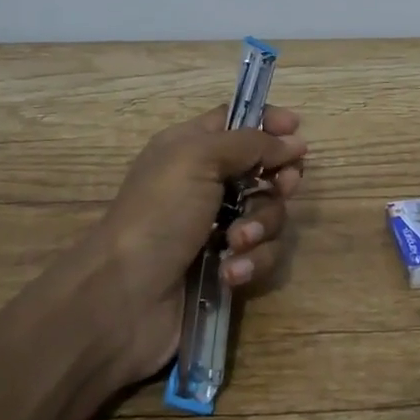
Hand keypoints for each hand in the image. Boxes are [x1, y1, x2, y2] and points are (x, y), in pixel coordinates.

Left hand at [90, 104, 307, 386]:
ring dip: (260, 227)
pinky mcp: (227, 266)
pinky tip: (229, 273)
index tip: (295, 133)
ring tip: (235, 243)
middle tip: (280, 188)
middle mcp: (206, 183)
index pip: (238, 121)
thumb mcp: (198, 160)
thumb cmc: (158, 215)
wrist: (123, 299)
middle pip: (265, 168)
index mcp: (192, 148)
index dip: (269, 123)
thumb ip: (250, 143)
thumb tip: (294, 141)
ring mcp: (218, 227)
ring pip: (269, 214)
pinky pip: (262, 254)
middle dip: (278, 180)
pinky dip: (251, 262)